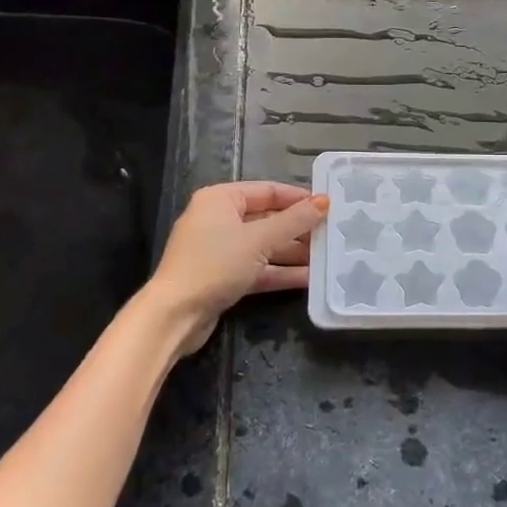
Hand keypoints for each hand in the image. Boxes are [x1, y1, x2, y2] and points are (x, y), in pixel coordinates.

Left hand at [139, 182, 329, 358]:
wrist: (175, 316)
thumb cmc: (215, 264)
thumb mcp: (259, 239)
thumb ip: (295, 221)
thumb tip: (325, 201)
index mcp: (221, 199)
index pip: (268, 191)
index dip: (299, 197)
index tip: (328, 205)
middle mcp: (219, 220)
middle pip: (267, 219)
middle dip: (299, 229)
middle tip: (332, 233)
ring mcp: (220, 250)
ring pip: (264, 246)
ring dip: (293, 253)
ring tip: (327, 257)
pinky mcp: (223, 277)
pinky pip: (257, 268)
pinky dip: (280, 272)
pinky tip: (309, 278)